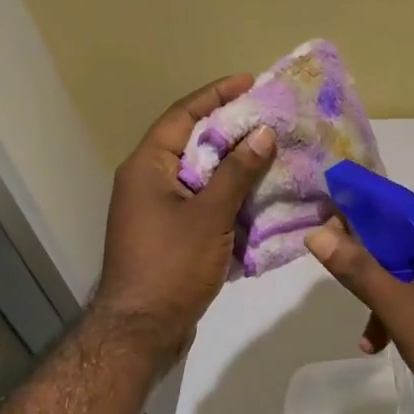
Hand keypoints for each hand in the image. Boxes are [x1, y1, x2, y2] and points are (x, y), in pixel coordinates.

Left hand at [93, 75, 275, 358]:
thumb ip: (237, 172)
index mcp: (147, 167)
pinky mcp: (169, 235)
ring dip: (233, 165)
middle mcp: (147, 181)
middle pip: (192, 142)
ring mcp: (156, 210)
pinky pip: (202, 203)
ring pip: (200, 175)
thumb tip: (263, 133)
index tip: (250, 82)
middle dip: (231, 129)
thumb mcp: (209, 216)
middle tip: (269, 118)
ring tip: (272, 153)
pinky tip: (258, 197)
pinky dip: (228, 197)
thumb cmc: (170, 267)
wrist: (140, 332)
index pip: (182, 115)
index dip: (216, 95)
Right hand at [303, 202, 413, 413]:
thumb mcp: (402, 309)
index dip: (360, 211)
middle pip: (406, 237)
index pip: (400, 204)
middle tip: (336, 272)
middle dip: (370, 261)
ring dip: (386, 294)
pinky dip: (408, 308)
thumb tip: (317, 235)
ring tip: (366, 335)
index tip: (326, 224)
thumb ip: (359, 270)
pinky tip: (386, 343)